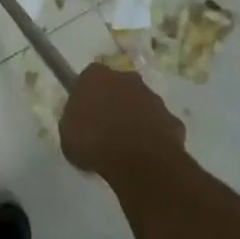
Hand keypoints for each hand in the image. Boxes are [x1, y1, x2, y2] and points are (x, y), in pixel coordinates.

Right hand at [59, 63, 186, 180]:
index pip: (89, 77)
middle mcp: (127, 79)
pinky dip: (153, 136)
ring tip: (125, 146)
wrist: (138, 161)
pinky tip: (145, 155)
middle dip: (113, 102)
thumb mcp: (66, 133)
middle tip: (104, 128)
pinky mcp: (173, 120)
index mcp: (96, 76)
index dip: (86, 94)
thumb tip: (79, 120)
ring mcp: (153, 98)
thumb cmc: (93, 142)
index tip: (82, 113)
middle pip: (118, 86)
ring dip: (134, 118)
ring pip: (141, 104)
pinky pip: (159, 126)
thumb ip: (73, 120)